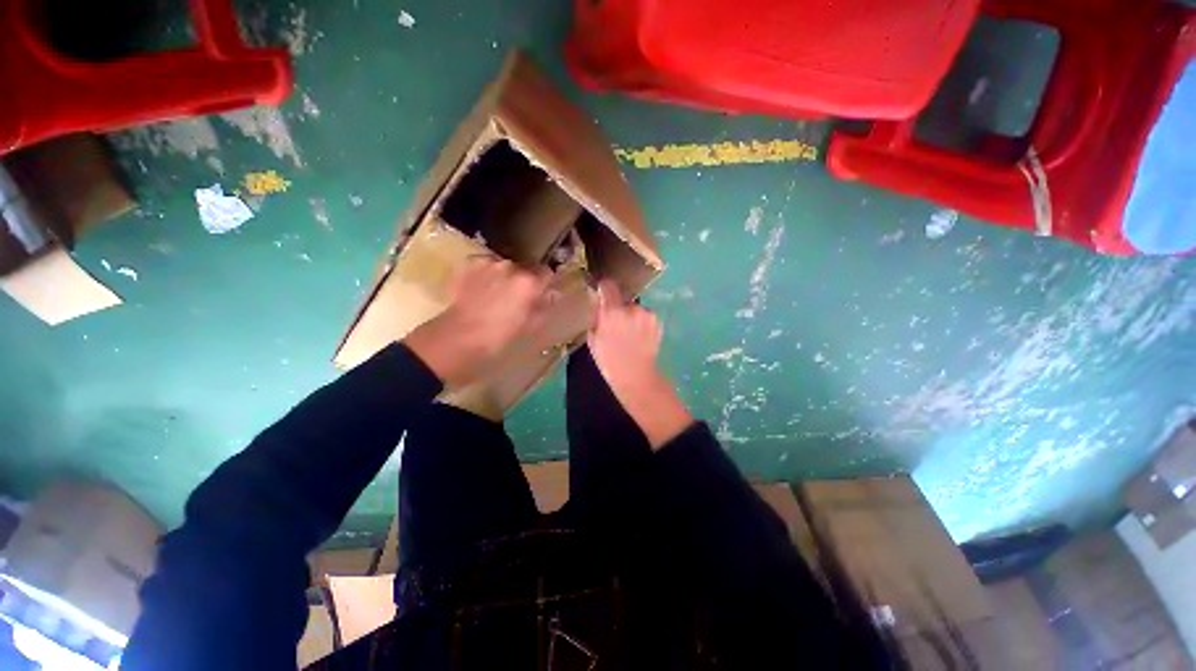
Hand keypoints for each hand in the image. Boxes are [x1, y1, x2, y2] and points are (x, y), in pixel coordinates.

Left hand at [406, 256, 551, 387]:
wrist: (458, 337)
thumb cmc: (498, 337)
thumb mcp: (529, 326)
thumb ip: (543, 307)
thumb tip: (552, 295)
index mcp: (529, 282)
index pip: (546, 273)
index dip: (544, 284)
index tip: (541, 294)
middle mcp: (510, 267)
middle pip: (524, 269)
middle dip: (523, 281)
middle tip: (517, 299)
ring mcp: (487, 264)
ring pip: (504, 267)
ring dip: (504, 278)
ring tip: (496, 296)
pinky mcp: (468, 266)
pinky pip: (484, 267)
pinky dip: (486, 276)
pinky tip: (480, 291)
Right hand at [588, 281, 692, 448]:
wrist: (636, 376)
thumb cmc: (609, 361)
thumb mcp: (593, 339)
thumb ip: (596, 317)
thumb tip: (598, 303)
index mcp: (612, 312)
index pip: (608, 285)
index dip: (604, 289)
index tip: (603, 295)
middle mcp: (631, 308)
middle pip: (623, 300)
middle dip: (619, 309)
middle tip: (616, 326)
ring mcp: (647, 314)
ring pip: (635, 309)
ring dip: (632, 317)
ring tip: (630, 335)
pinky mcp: (657, 321)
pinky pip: (645, 317)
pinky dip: (642, 323)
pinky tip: (640, 338)